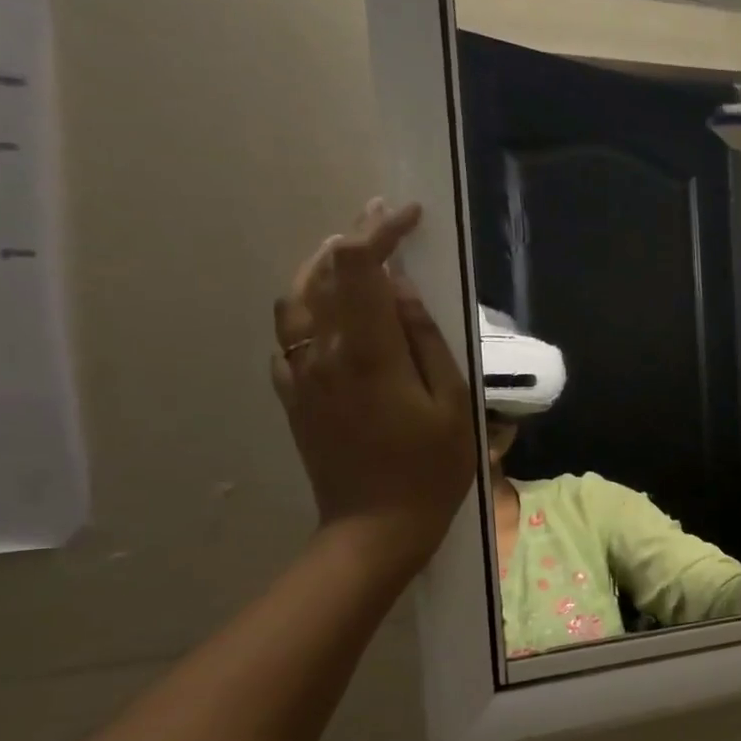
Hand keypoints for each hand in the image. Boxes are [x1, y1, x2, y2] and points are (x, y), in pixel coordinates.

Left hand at [272, 200, 475, 573]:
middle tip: (384, 219)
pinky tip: (333, 310)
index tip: (409, 214)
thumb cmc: (430, 468)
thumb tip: (402, 289)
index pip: (359, 268)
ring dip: (323, 266)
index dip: (380, 231)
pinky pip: (289, 334)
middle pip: (320, 273)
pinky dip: (309, 305)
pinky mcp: (291, 395)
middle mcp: (322, 354)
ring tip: (355, 255)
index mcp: (367, 354)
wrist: (375, 526)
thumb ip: (425, 339)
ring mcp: (299, 375)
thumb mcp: (451, 403)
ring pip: (296, 299)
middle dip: (352, 237)